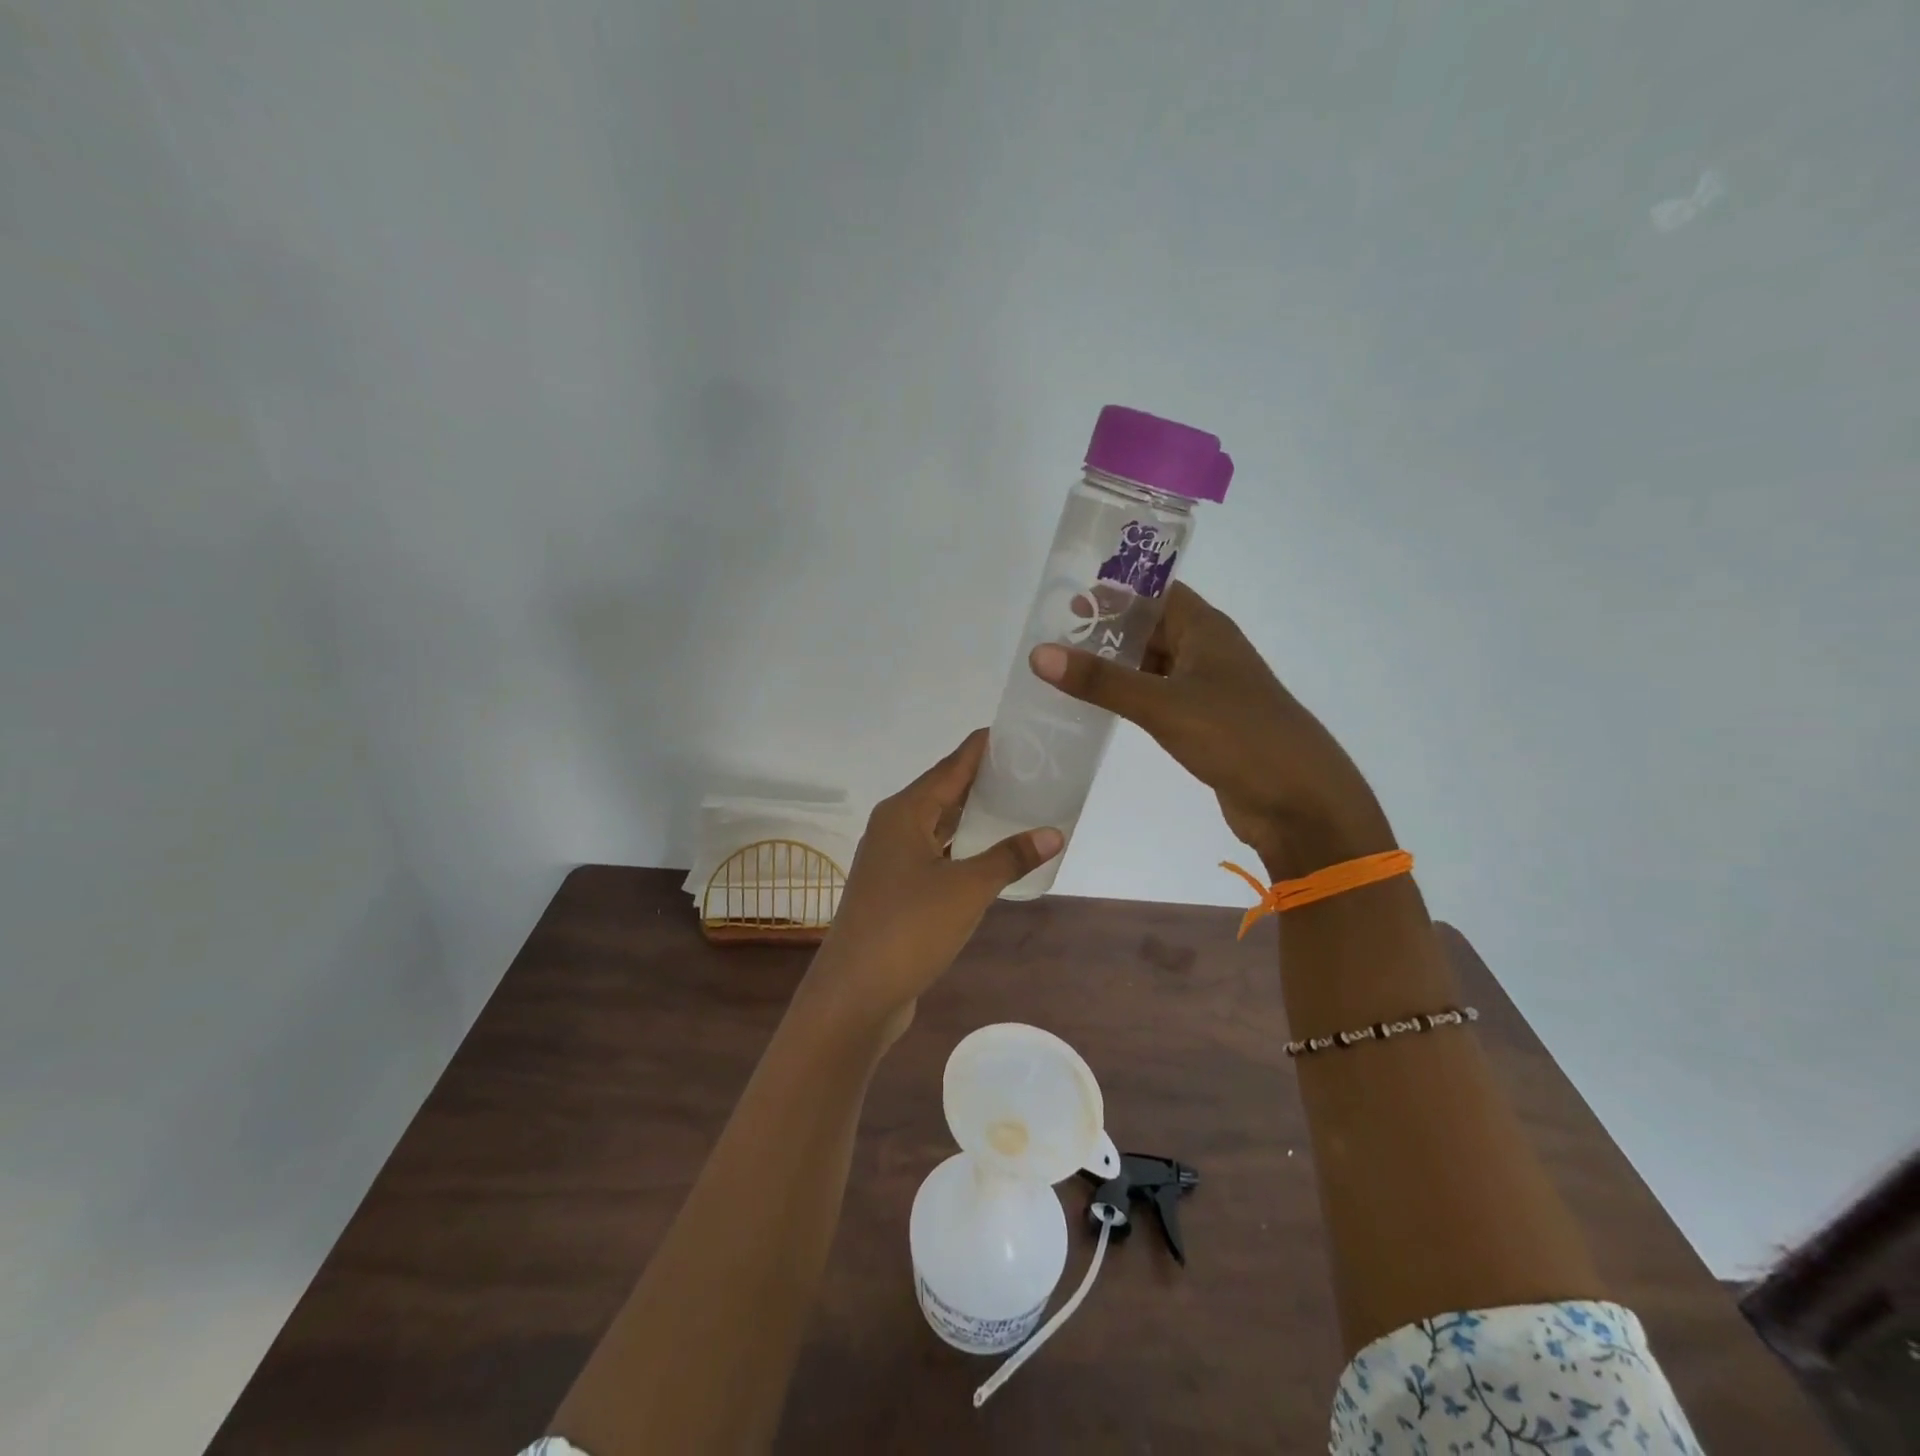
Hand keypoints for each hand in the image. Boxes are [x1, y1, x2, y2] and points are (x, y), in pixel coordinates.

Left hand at [801, 730, 1061, 1043]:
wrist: (855, 993)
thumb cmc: (909, 928)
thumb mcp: (967, 889)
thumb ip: (1009, 857)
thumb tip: (1053, 833)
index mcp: (905, 813)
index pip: (951, 766)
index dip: (982, 748)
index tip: (1016, 731)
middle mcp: (894, 828)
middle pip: (944, 792)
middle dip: (983, 780)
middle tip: (1029, 769)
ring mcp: (891, 861)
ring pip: (939, 825)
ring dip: (973, 817)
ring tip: (1017, 805)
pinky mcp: (895, 890)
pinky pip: (936, 854)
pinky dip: (963, 849)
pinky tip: (990, 855)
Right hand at [1029, 582, 1393, 878]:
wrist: (1300, 802)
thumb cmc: (1238, 737)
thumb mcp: (1164, 704)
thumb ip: (1102, 681)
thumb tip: (1040, 654)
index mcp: (1207, 630)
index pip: (1156, 593)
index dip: (1115, 591)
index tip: (1066, 601)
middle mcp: (1208, 652)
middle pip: (1152, 628)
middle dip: (1108, 630)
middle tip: (1053, 639)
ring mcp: (1208, 690)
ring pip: (1154, 665)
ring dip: (1116, 666)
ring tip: (1065, 671)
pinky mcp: (1205, 724)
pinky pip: (1159, 699)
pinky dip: (1130, 698)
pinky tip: (1099, 709)